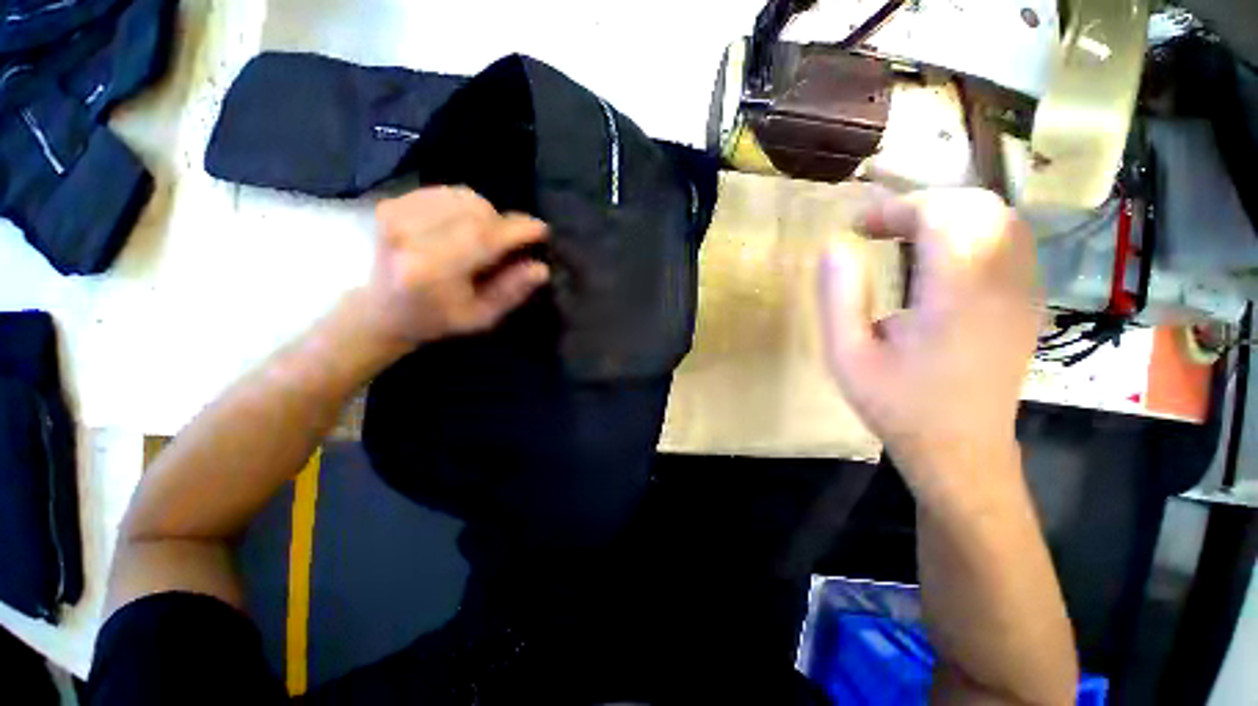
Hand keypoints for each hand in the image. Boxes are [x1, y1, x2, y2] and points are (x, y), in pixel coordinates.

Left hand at [361, 186, 549, 352]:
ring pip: (462, 196)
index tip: (542, 230)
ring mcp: (396, 214)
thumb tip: (541, 268)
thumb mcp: (481, 317)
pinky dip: (465, 205)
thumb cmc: (437, 318)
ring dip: (486, 213)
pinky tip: (464, 226)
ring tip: (485, 237)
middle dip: (503, 223)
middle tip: (510, 244)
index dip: (518, 230)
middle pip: (476, 210)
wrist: (382, 310)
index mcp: (432, 269)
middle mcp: (410, 234)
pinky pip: (445, 192)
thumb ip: (511, 292)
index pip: (484, 236)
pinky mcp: (391, 202)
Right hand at [819, 188, 1040, 493]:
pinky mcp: (1026, 303)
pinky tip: (937, 259)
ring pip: (999, 220)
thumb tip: (833, 248)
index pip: (944, 215)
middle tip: (878, 229)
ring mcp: (1024, 293)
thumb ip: (838, 299)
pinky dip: (970, 233)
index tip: (859, 227)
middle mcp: (1003, 285)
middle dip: (922, 206)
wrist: (960, 450)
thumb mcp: (847, 357)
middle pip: (978, 207)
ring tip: (904, 237)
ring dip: (947, 216)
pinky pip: (1008, 243)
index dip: (897, 208)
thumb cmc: (897, 405)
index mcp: (957, 297)